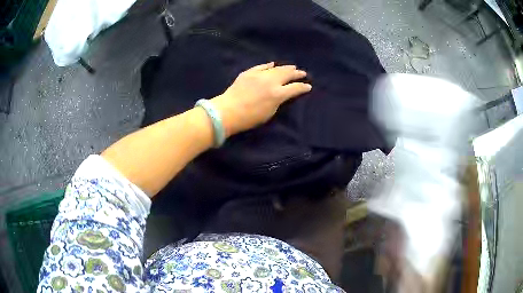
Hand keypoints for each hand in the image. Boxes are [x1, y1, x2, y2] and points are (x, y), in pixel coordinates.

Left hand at [210, 62, 311, 136]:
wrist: (227, 111)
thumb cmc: (249, 118)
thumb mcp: (269, 113)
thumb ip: (278, 101)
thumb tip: (282, 94)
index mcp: (278, 94)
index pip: (295, 88)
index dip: (303, 87)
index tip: (308, 86)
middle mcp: (271, 81)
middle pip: (287, 74)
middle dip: (296, 73)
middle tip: (302, 72)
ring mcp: (259, 75)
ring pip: (276, 68)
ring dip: (285, 67)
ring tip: (292, 67)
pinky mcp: (248, 73)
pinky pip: (261, 67)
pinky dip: (268, 65)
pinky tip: (272, 64)